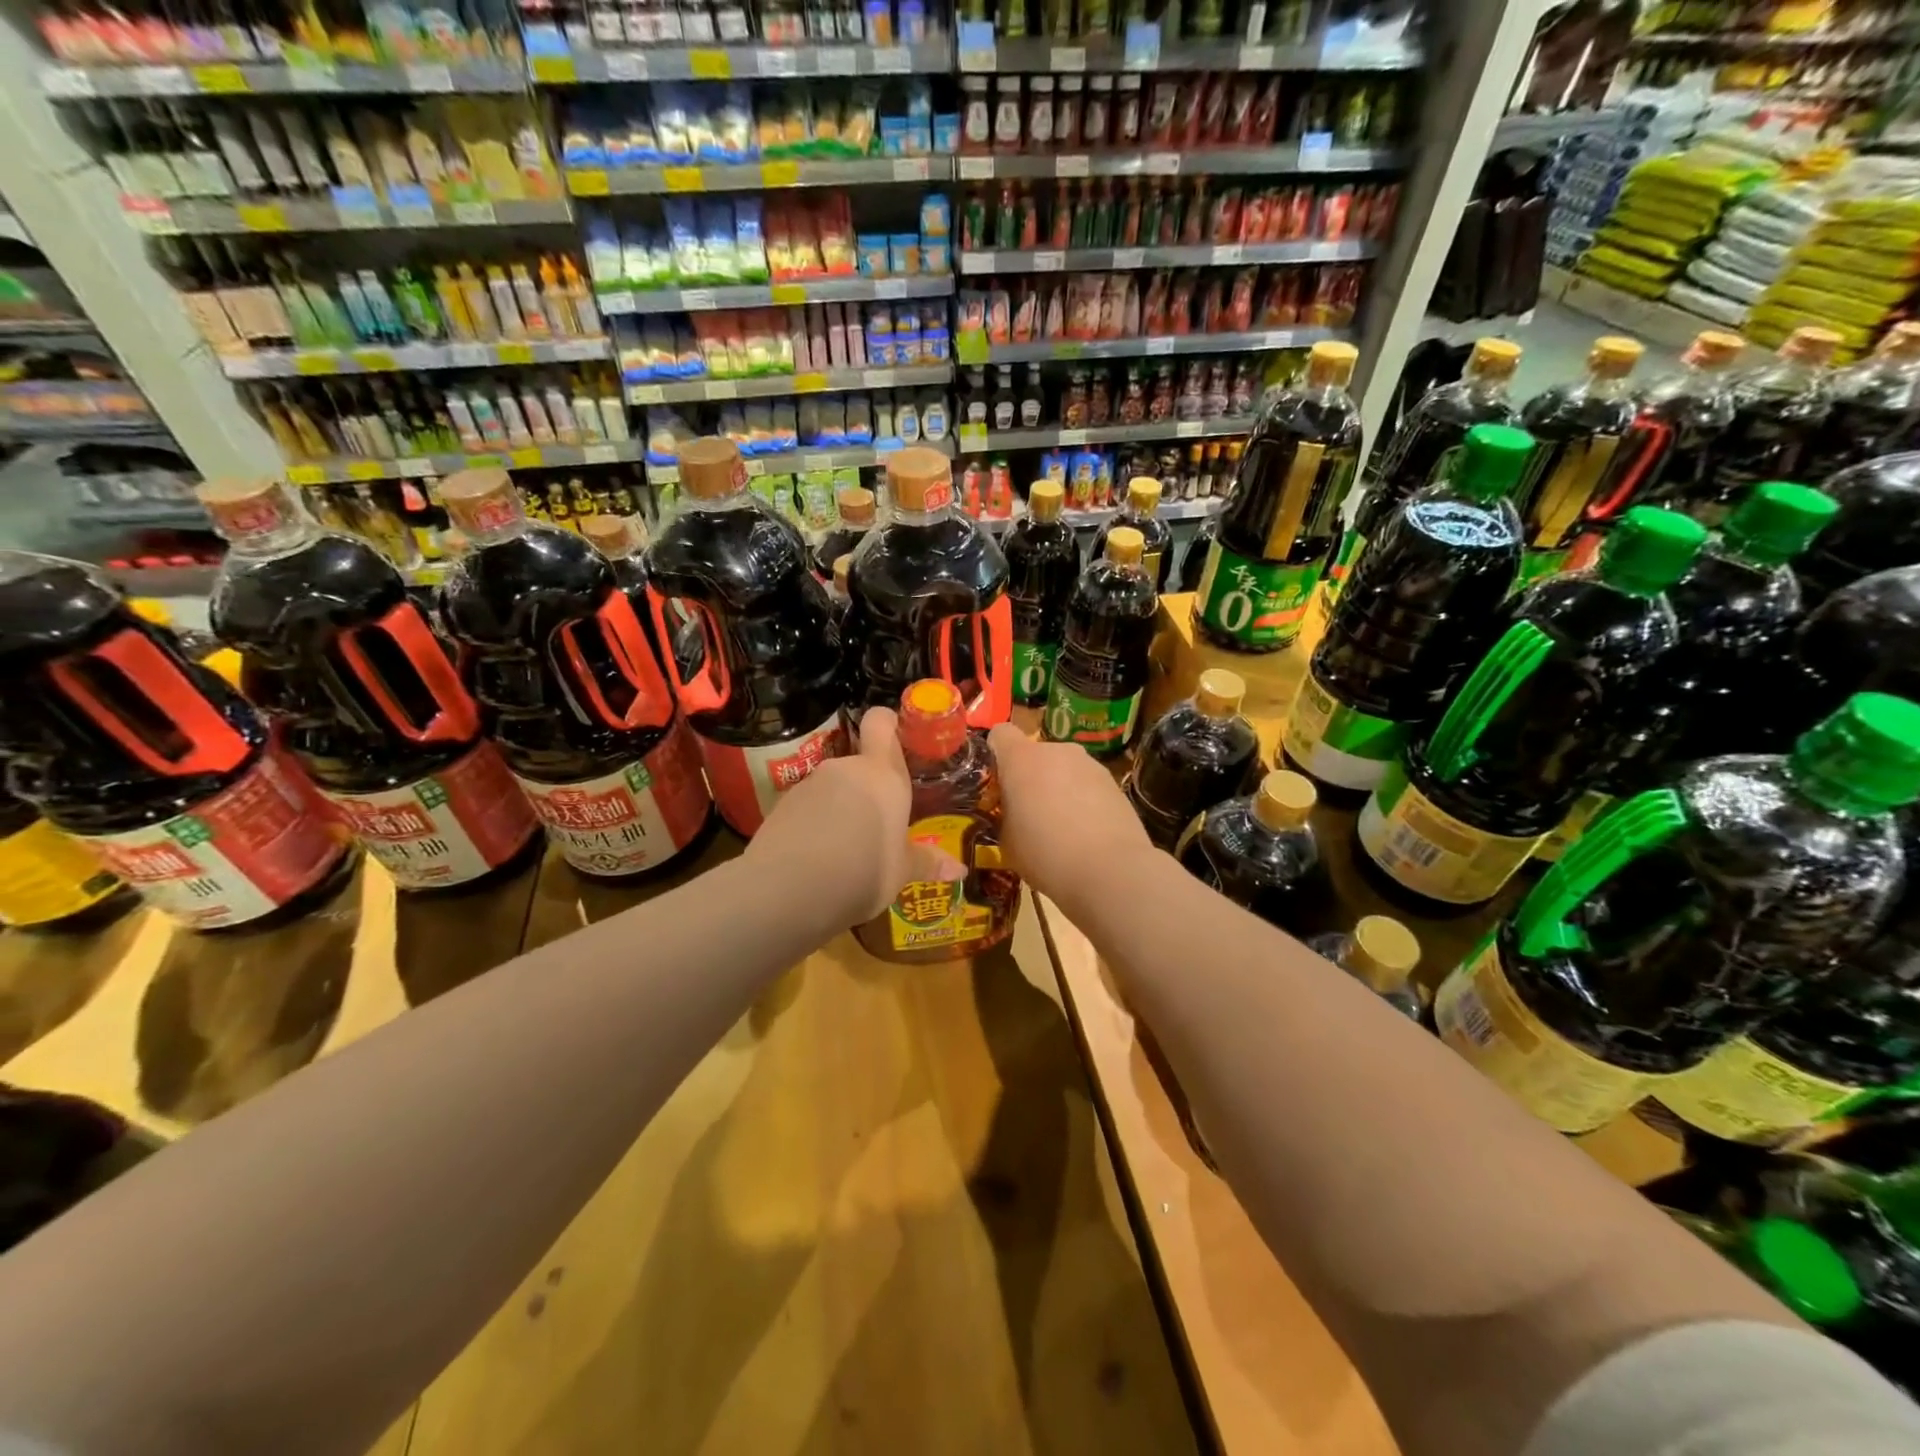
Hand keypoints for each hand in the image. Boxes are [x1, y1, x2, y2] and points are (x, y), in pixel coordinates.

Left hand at [749, 707, 963, 926]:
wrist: (787, 889)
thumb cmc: (863, 872)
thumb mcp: (900, 872)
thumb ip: (926, 863)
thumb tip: (961, 870)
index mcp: (883, 775)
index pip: (881, 722)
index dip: (888, 723)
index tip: (897, 738)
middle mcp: (846, 769)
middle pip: (860, 766)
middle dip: (868, 790)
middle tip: (879, 826)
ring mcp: (809, 785)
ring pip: (833, 789)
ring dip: (840, 810)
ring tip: (847, 851)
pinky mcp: (781, 806)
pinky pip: (807, 809)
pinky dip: (814, 826)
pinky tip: (817, 859)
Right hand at [987, 725, 1155, 915]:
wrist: (1111, 871)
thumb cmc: (1045, 854)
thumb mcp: (1006, 840)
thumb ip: (1005, 814)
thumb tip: (1013, 810)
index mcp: (1021, 759)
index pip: (1000, 733)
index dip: (995, 754)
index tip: (996, 783)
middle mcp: (1056, 751)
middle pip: (1035, 753)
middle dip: (1029, 776)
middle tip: (1028, 812)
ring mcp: (1089, 764)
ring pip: (1063, 769)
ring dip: (1057, 787)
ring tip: (1061, 827)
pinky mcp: (1114, 782)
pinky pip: (1087, 785)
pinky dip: (1083, 800)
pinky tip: (1086, 832)